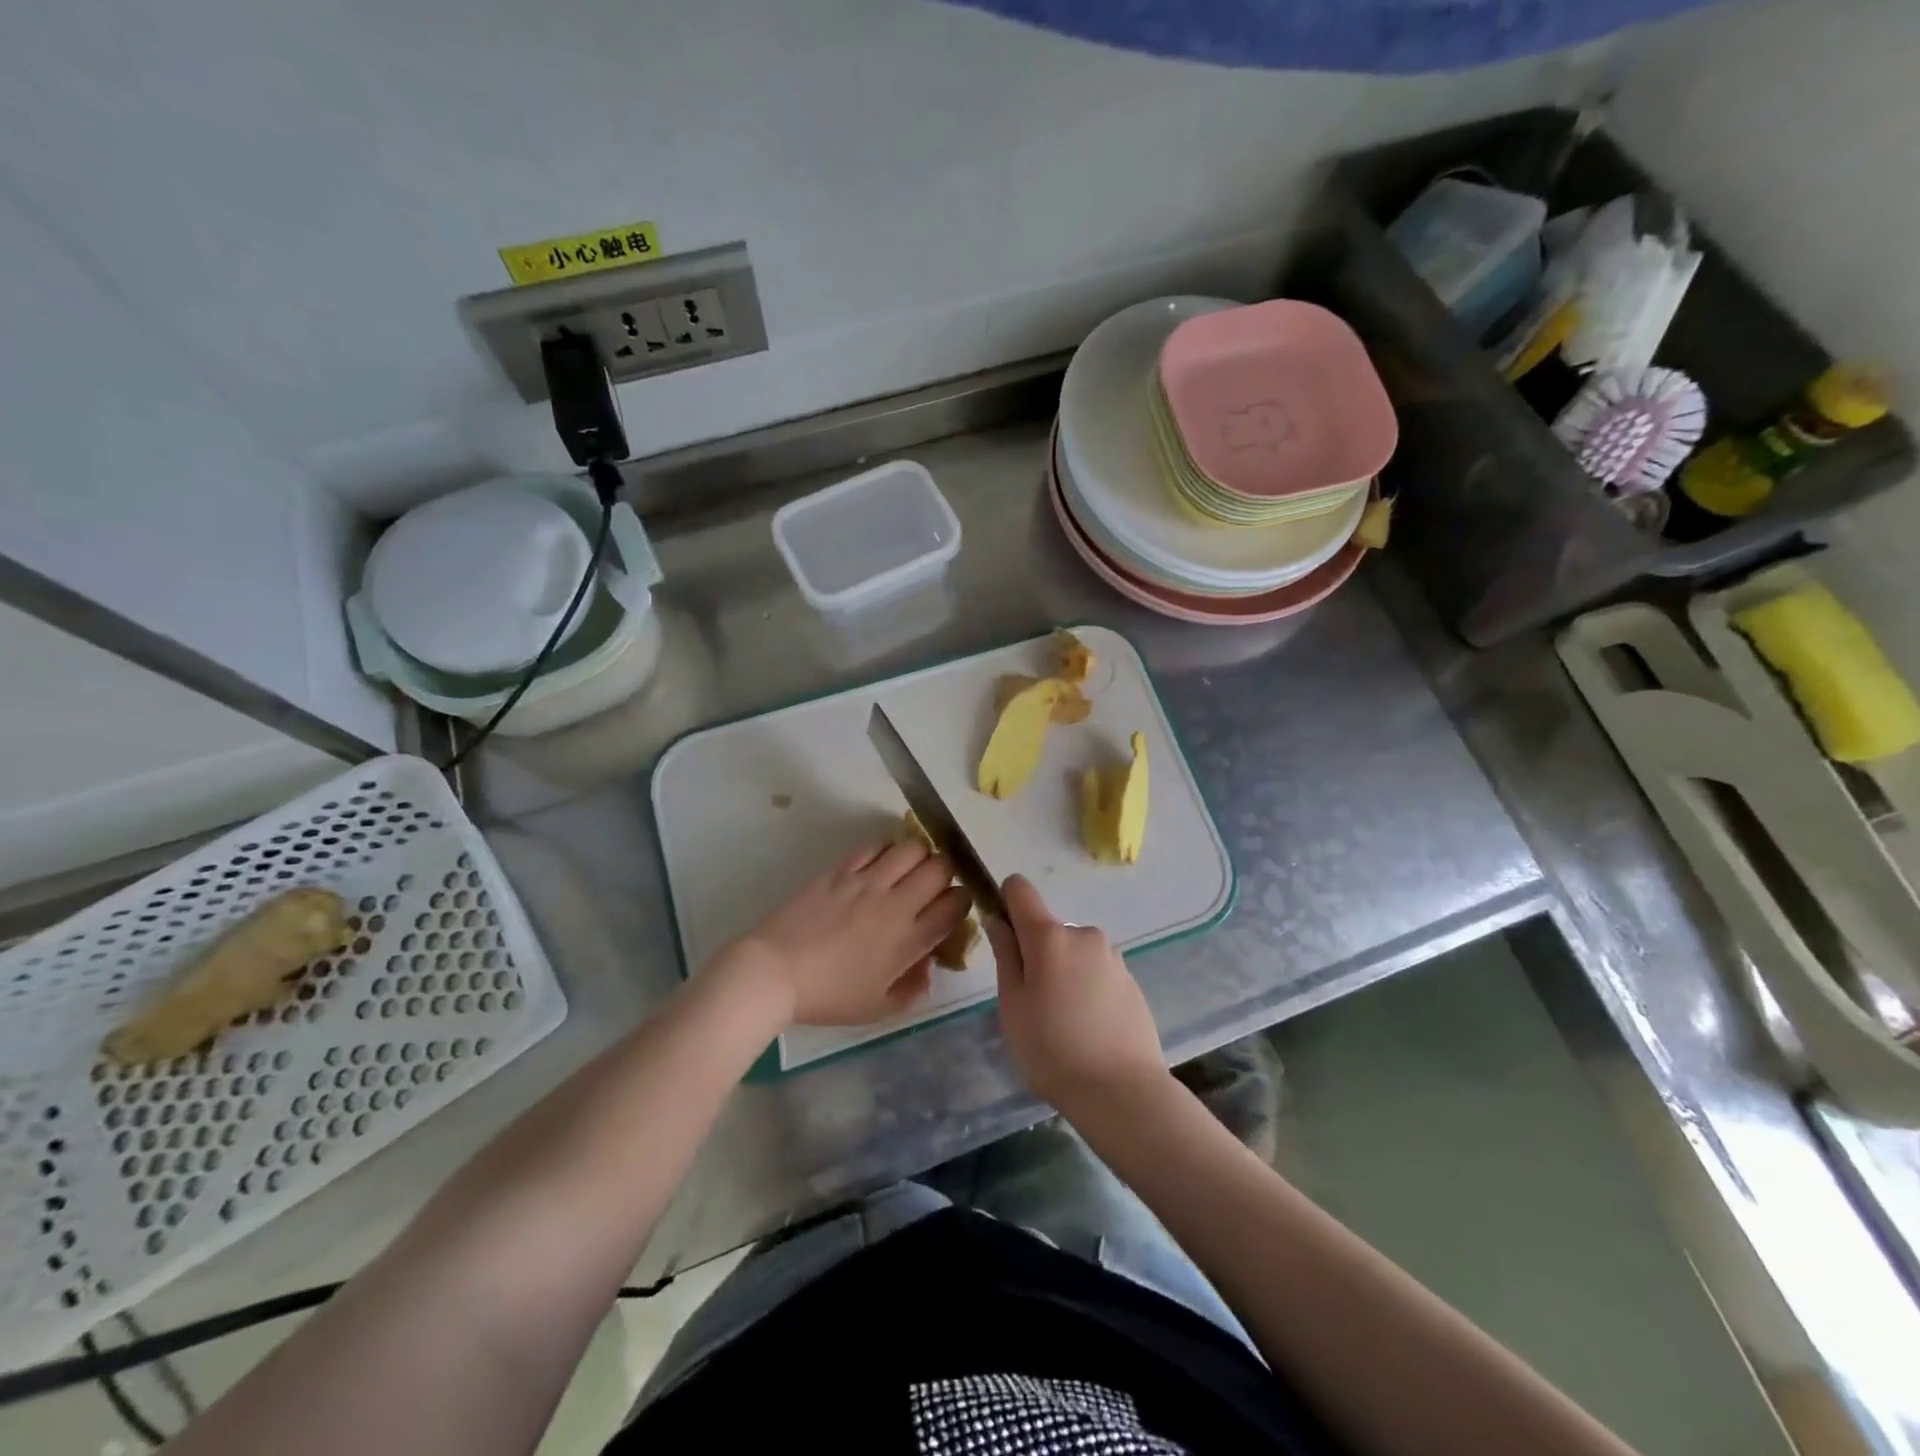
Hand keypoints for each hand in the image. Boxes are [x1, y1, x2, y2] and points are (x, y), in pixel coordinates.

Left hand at [712, 838, 970, 1026]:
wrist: (774, 972)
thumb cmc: (828, 996)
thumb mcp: (878, 1008)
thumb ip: (912, 989)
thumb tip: (928, 965)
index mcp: (909, 940)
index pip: (956, 905)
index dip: (963, 901)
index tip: (953, 908)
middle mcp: (896, 903)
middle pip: (941, 868)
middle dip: (947, 873)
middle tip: (935, 884)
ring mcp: (867, 881)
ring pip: (912, 847)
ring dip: (920, 855)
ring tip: (910, 867)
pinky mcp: (841, 869)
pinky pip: (875, 845)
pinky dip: (886, 849)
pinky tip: (881, 862)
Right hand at [986, 875, 1167, 1114]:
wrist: (1123, 1092)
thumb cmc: (1052, 1050)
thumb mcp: (1013, 1005)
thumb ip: (1005, 955)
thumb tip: (998, 920)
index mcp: (1049, 935)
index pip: (1020, 889)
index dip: (1006, 902)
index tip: (1003, 936)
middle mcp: (1083, 934)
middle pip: (1047, 929)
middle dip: (1035, 953)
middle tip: (1032, 1003)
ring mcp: (1112, 956)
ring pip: (1072, 953)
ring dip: (1062, 972)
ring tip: (1063, 1023)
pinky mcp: (1131, 980)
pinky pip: (1096, 972)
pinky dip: (1086, 988)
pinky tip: (1088, 1028)